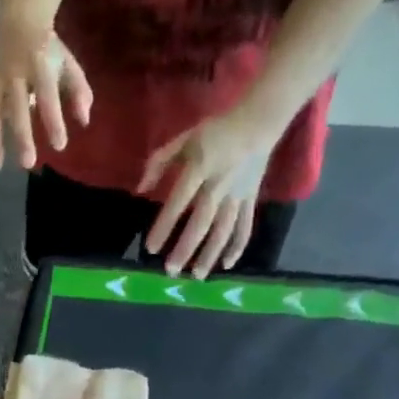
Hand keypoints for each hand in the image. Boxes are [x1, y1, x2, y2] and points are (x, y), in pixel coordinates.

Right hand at [0, 19, 92, 170]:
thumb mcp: (68, 64)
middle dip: (21, 136)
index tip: (59, 145)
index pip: (46, 96)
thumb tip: (84, 121)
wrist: (19, 24)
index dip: (52, 121)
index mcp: (38, 66)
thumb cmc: (49, 50)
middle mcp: (14, 75)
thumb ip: (79, 91)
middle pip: (17, 109)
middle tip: (27, 163)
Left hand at [138, 111, 275, 278]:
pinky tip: (227, 265)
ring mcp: (237, 195)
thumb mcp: (184, 139)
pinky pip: (245, 227)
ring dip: (210, 255)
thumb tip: (140, 190)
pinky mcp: (250, 200)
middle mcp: (218, 186)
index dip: (164, 226)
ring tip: (196, 276)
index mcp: (199, 169)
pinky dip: (237, 247)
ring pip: (223, 230)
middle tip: (171, 271)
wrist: (258, 122)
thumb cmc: (215, 131)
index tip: (151, 248)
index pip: (178, 202)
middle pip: (201, 223)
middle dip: (186, 249)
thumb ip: (159, 162)